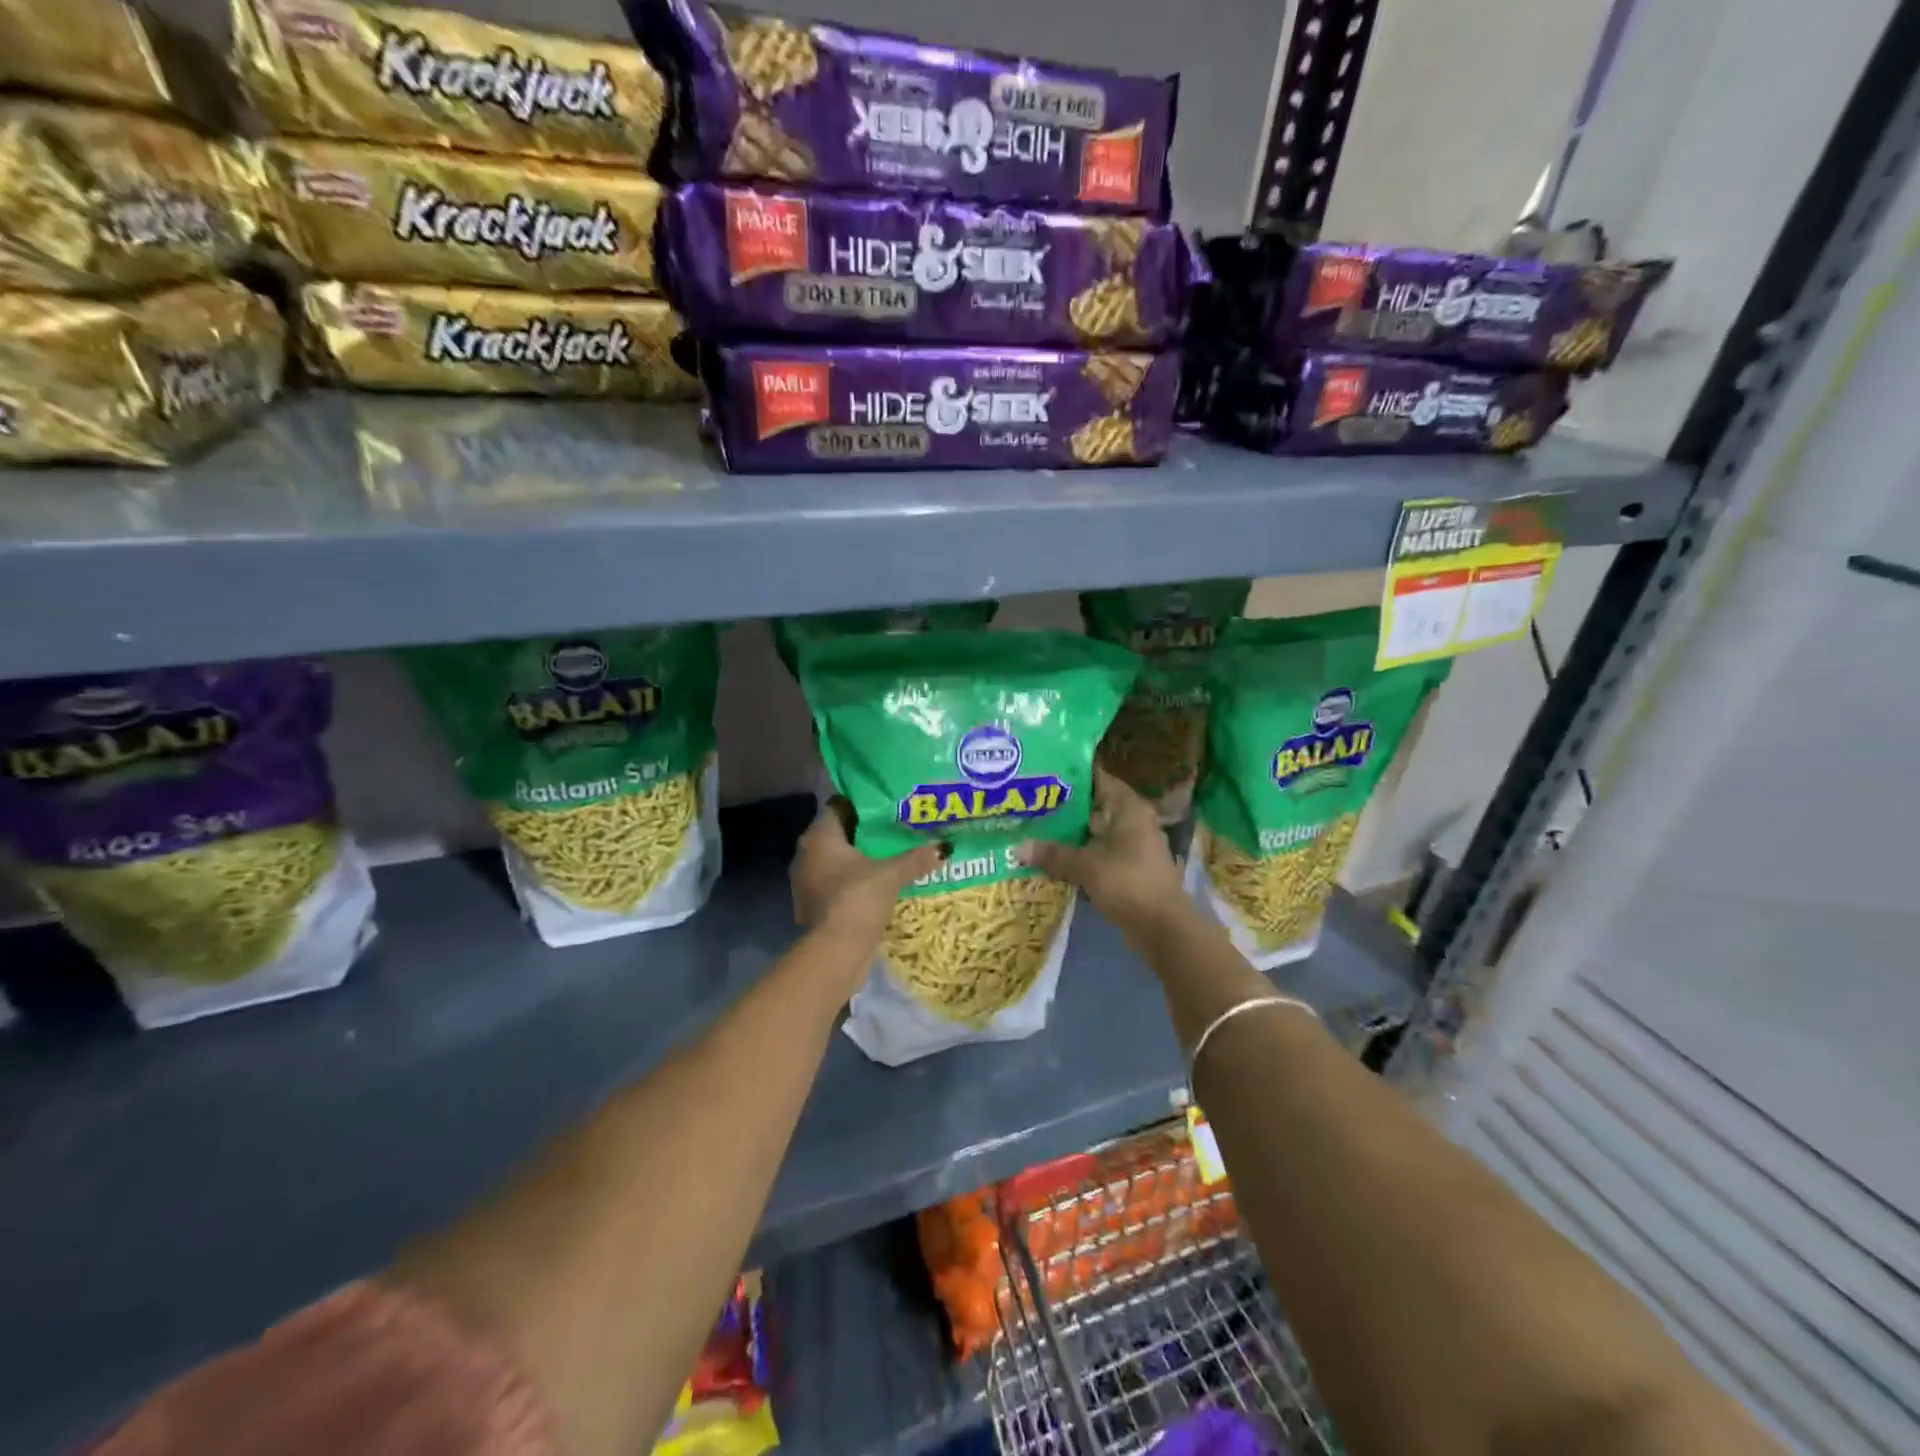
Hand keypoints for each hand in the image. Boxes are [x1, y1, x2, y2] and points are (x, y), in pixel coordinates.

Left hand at [791, 798, 942, 946]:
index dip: (860, 805)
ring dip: (855, 860)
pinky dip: (849, 882)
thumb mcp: (892, 875)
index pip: (837, 807)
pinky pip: (833, 883)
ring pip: (833, 861)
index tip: (884, 807)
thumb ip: (915, 859)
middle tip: (891, 831)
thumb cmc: (858, 898)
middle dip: (861, 834)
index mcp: (819, 837)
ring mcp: (805, 882)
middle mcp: (805, 855)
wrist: (835, 950)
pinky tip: (872, 885)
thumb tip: (943, 847)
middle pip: (836, 835)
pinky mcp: (811, 905)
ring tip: (885, 858)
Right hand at [1018, 771, 1188, 939]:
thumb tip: (1017, 849)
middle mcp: (1135, 821)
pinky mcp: (1132, 869)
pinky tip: (1057, 858)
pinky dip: (1082, 853)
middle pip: (1096, 806)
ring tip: (1038, 828)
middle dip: (1067, 806)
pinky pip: (1101, 852)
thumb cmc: (1128, 883)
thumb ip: (1053, 855)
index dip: (1073, 775)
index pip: (1100, 778)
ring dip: (1073, 833)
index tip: (1044, 773)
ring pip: (1097, 832)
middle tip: (1032, 802)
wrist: (1163, 928)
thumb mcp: (1086, 867)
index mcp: (1129, 809)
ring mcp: (1135, 846)